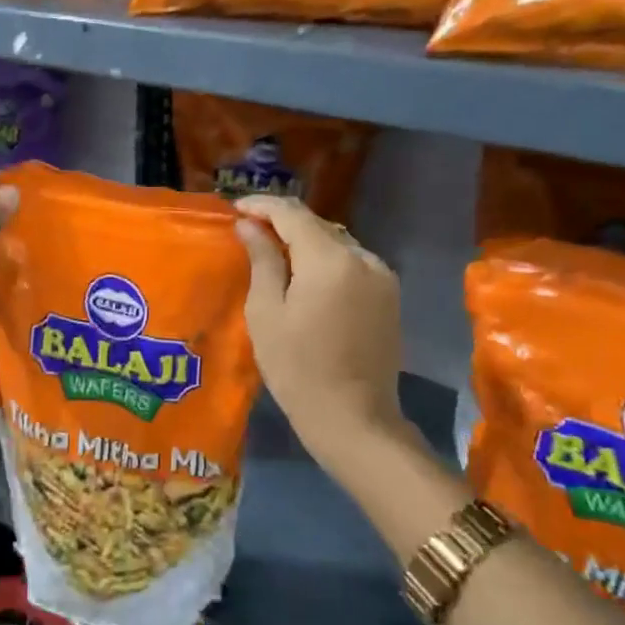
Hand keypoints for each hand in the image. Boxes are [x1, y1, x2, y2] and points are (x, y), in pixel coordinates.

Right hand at [236, 196, 408, 456]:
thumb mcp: (266, 312)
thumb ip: (262, 260)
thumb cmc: (298, 368)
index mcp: (330, 260)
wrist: (354, 419)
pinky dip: (325, 261)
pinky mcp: (389, 296)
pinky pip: (351, 263)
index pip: (293, 213)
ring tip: (273, 253)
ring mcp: (382, 277)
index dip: (262, 205)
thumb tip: (249, 225)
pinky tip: (305, 278)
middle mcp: (363, 258)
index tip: (235, 209)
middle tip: (249, 231)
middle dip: (282, 223)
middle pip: (317, 224)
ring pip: (336, 242)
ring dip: (305, 242)